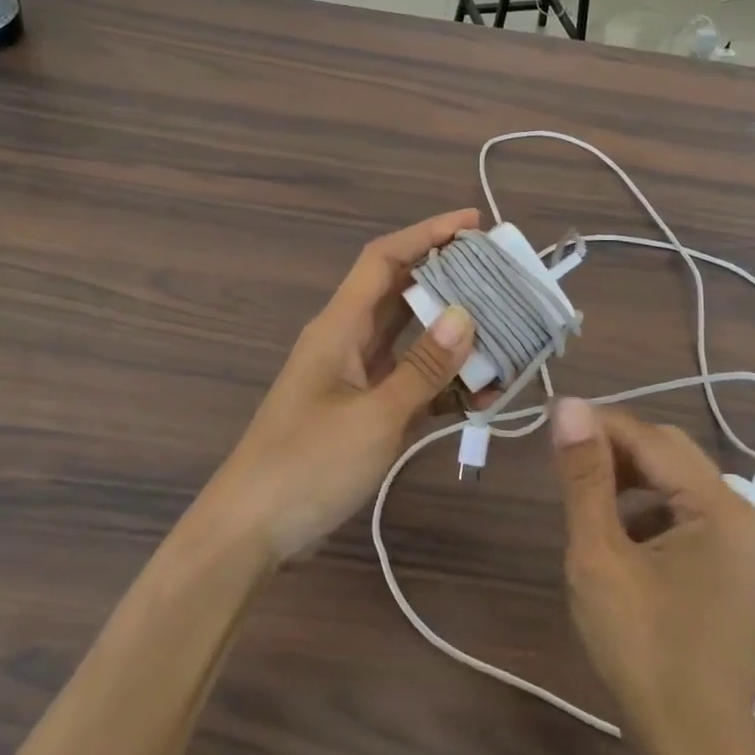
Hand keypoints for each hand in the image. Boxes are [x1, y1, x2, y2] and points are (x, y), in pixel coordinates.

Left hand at [199, 211, 480, 564]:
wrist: (251, 531)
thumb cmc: (307, 465)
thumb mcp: (373, 417)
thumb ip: (422, 368)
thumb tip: (466, 316)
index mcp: (339, 327)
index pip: (384, 259)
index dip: (427, 234)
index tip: (474, 223)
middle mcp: (346, 341)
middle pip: (401, 293)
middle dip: (450, 279)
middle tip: (501, 276)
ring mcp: (354, 378)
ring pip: (409, 338)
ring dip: (452, 334)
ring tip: (503, 329)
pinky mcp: (361, 411)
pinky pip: (409, 381)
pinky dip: (442, 382)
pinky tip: (482, 392)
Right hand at [551, 399, 754, 754]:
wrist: (695, 750)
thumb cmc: (642, 652)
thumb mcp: (599, 558)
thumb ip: (584, 478)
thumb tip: (568, 407)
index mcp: (721, 507)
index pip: (651, 438)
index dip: (599, 425)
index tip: (550, 424)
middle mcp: (744, 513)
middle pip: (670, 454)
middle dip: (615, 449)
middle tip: (563, 462)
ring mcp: (744, 542)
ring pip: (677, 482)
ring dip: (630, 479)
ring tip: (586, 498)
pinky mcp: (735, 567)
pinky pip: (688, 514)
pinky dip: (649, 509)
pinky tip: (619, 535)